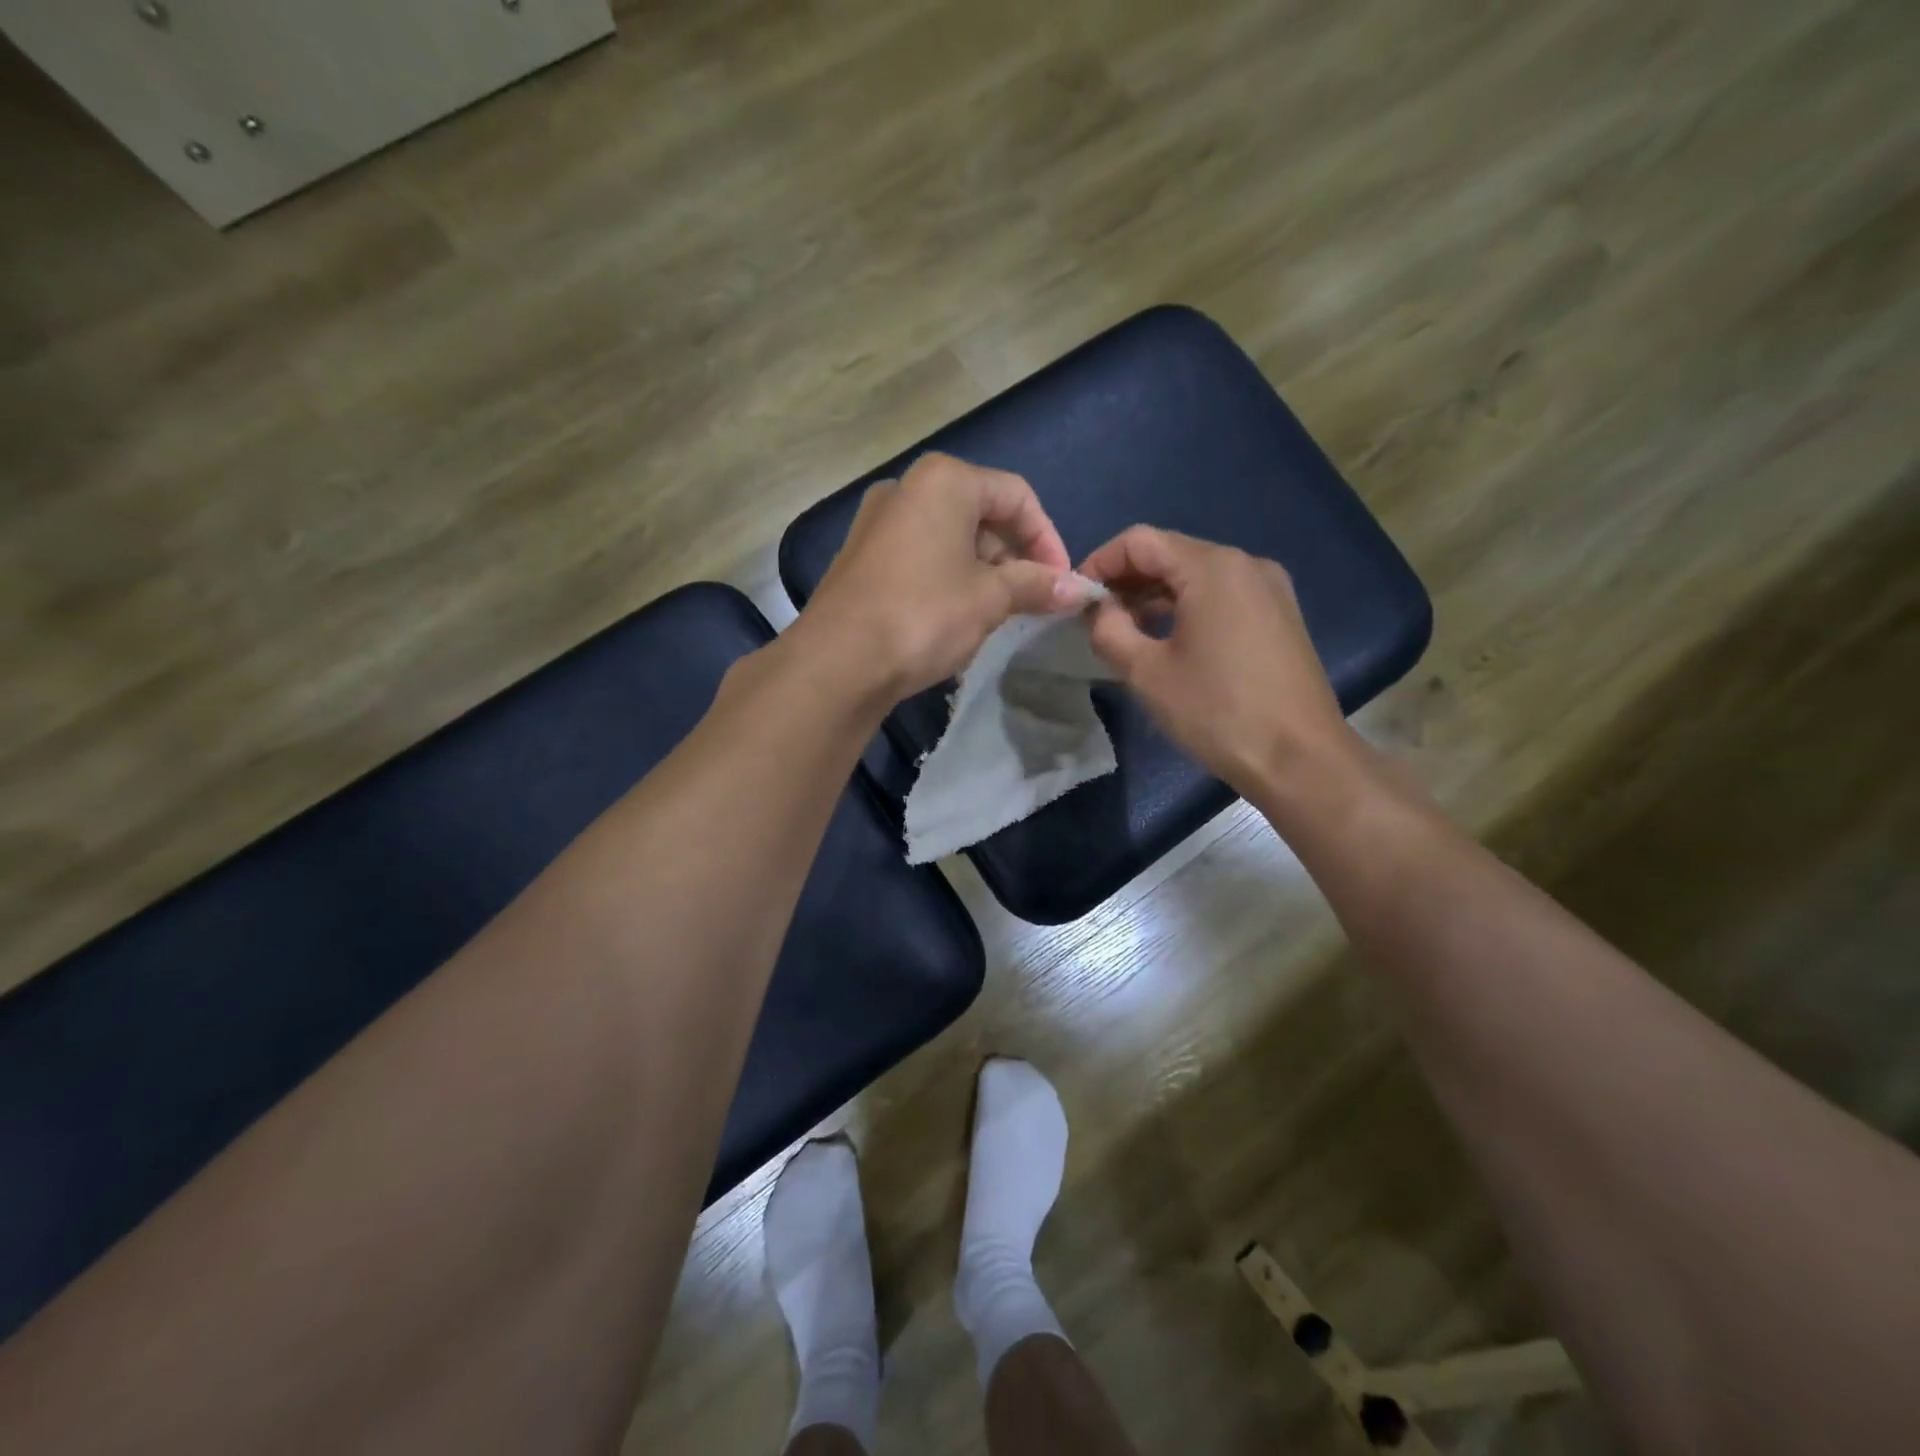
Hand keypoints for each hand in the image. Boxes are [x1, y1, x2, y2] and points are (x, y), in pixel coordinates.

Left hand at [795, 453, 1082, 699]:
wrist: (838, 661)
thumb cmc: (924, 615)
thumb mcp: (990, 599)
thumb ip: (1036, 585)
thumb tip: (1079, 589)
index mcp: (944, 481)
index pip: (1017, 496)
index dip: (1047, 539)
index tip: (1061, 582)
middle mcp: (907, 488)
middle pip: (981, 513)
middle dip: (1014, 557)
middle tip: (1030, 601)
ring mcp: (877, 522)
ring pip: (950, 537)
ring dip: (983, 572)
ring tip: (996, 615)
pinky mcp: (861, 556)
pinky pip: (920, 556)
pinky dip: (948, 579)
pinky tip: (955, 618)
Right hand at [1080, 526, 1354, 796]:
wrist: (1300, 759)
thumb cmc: (1217, 712)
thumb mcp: (1147, 673)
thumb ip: (1109, 630)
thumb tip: (1097, 609)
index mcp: (1212, 568)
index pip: (1140, 540)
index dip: (1100, 562)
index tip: (1076, 598)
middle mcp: (1245, 564)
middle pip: (1170, 553)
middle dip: (1127, 580)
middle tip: (1096, 619)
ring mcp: (1268, 588)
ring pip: (1196, 575)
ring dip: (1154, 595)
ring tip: (1126, 632)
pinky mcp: (1279, 614)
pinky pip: (1221, 595)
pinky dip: (1186, 607)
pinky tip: (1168, 640)